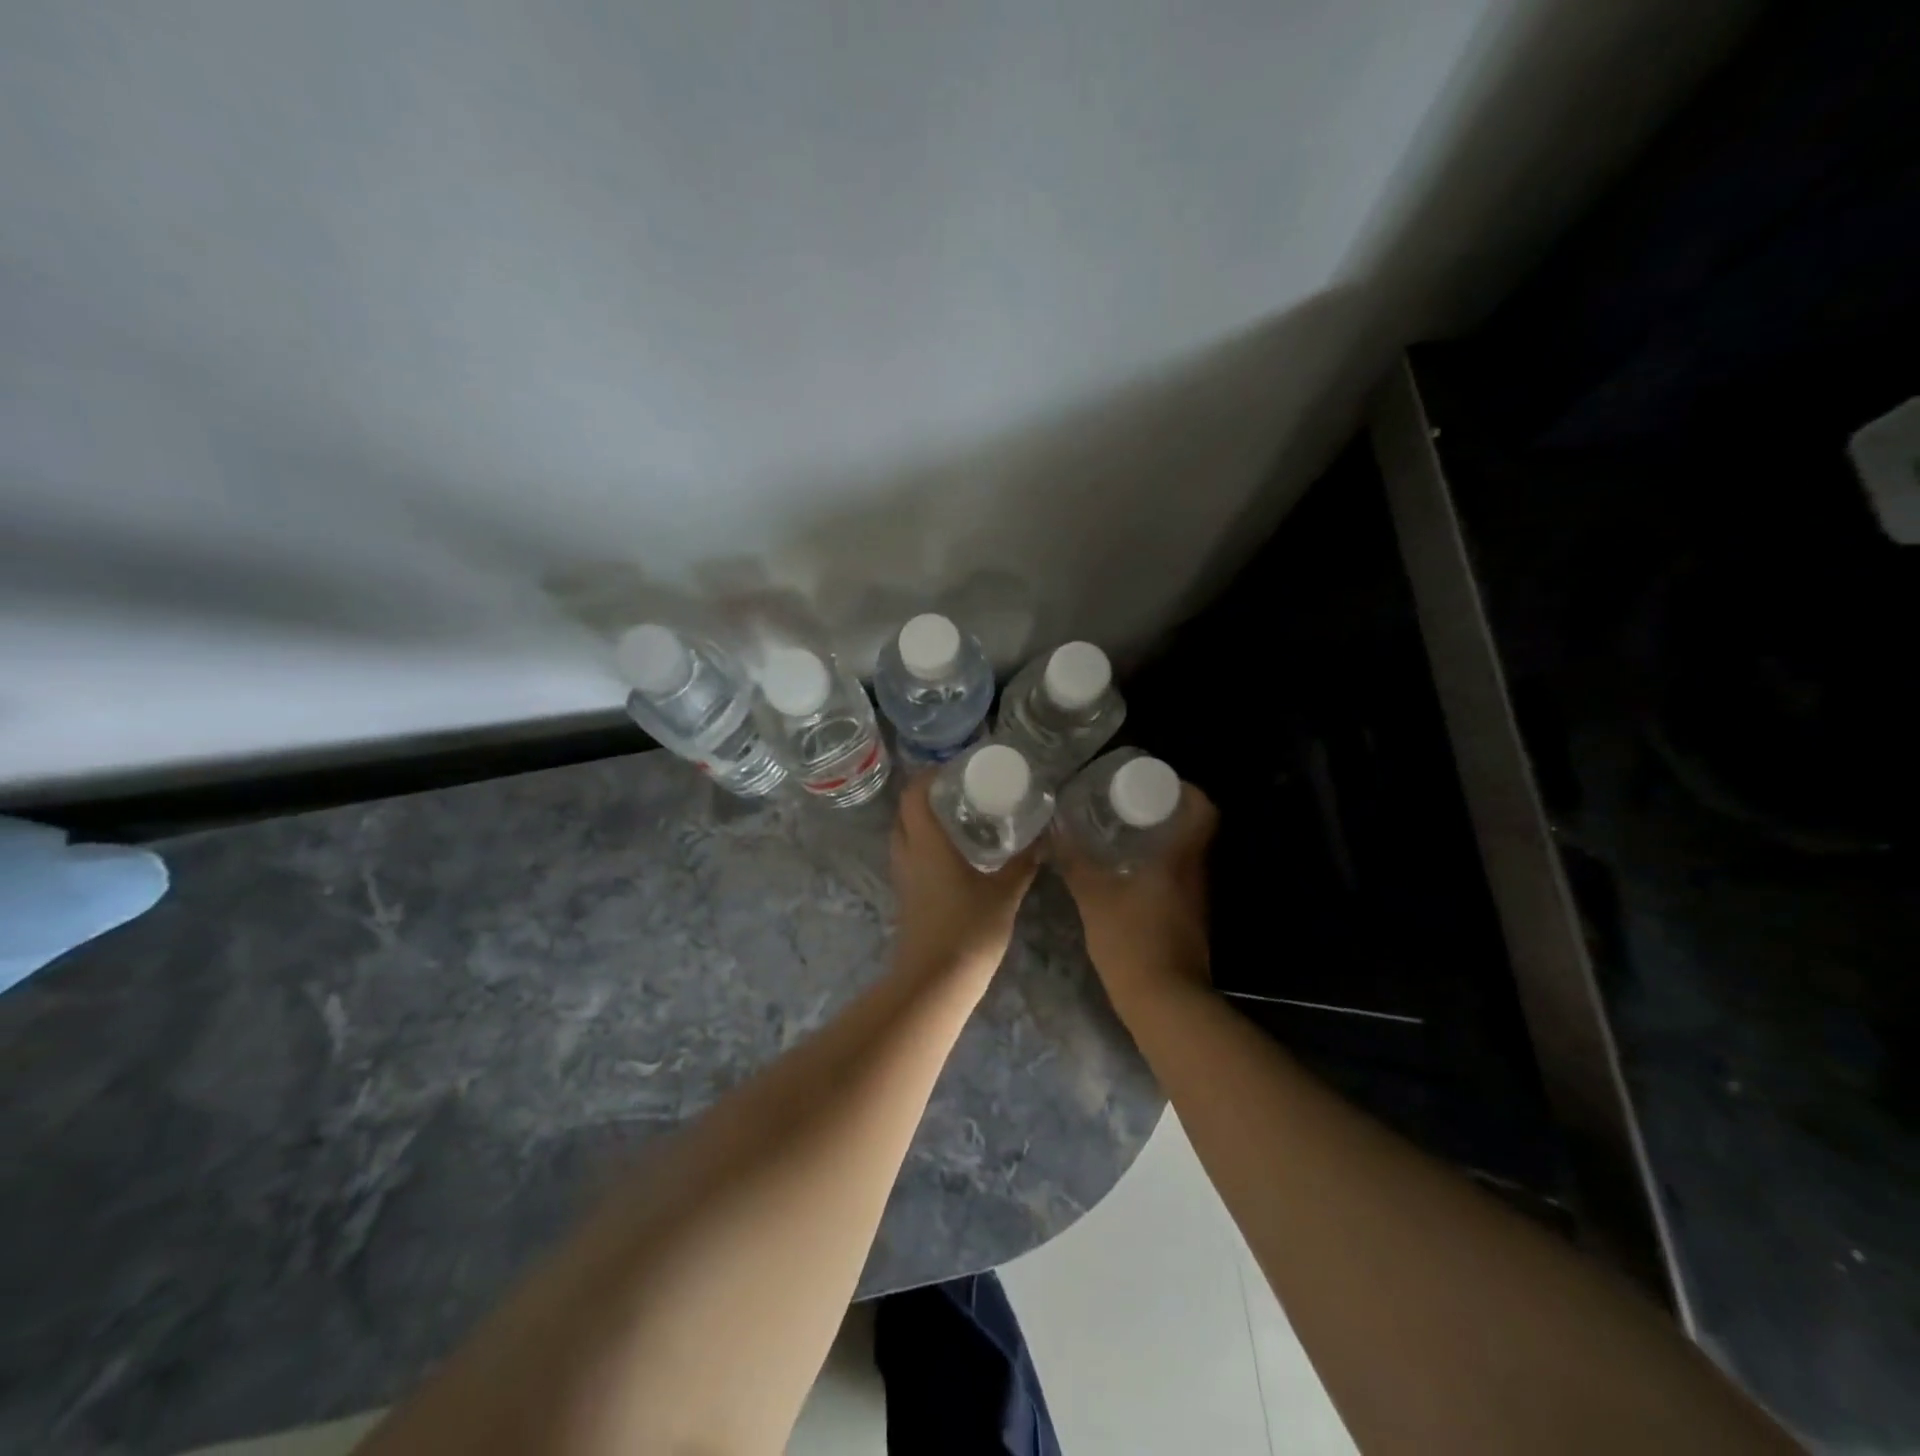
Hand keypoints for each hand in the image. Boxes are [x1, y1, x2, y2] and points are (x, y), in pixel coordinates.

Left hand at [889, 773, 1038, 981]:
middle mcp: (908, 853)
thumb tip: (1042, 840)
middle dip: (927, 796)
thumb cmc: (969, 930)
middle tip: (959, 791)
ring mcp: (902, 876)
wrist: (935, 981)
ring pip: (904, 834)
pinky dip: (924, 844)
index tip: (954, 770)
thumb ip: (1022, 865)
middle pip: (905, 811)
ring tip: (958, 817)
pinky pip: (909, 856)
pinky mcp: (905, 896)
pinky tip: (953, 854)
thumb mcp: (1004, 894)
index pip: (914, 795)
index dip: (928, 775)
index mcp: (927, 843)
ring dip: (923, 821)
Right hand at [1056, 782, 1217, 1004]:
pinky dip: (1157, 866)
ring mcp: (1195, 898)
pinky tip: (1126, 870)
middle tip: (1128, 803)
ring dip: (1160, 839)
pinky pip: (1177, 878)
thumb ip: (1075, 861)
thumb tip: (1056, 830)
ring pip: (1184, 854)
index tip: (1156, 782)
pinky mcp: (1188, 918)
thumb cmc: (1132, 940)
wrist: (1163, 1001)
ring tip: (1122, 831)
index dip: (1186, 789)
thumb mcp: (1094, 896)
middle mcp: (1195, 872)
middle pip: (1193, 828)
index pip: (1203, 809)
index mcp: (1181, 857)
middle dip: (1165, 811)